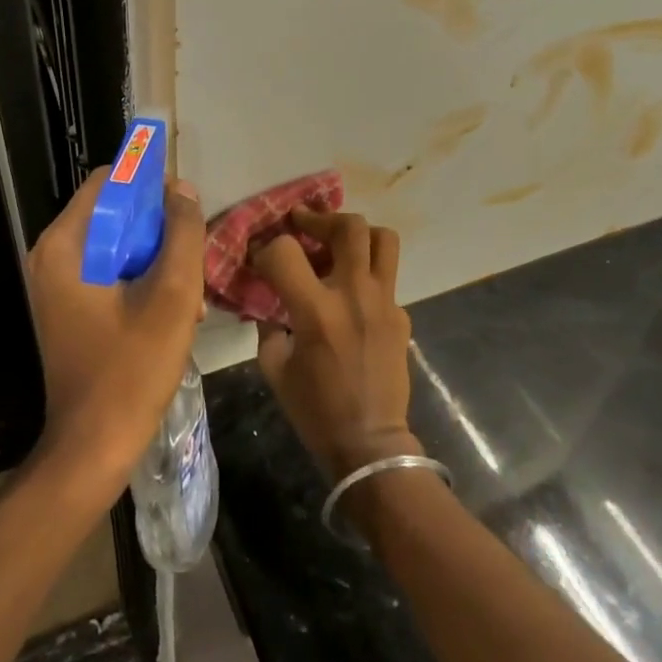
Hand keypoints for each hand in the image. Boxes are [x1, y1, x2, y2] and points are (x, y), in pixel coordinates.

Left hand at [25, 170, 206, 494]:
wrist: (92, 446)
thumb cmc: (132, 369)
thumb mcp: (172, 296)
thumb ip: (182, 234)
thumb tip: (181, 189)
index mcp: (65, 245)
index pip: (109, 182)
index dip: (150, 187)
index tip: (185, 211)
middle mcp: (52, 256)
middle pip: (113, 214)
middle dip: (157, 230)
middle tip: (191, 261)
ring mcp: (56, 284)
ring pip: (115, 245)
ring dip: (155, 259)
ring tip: (189, 295)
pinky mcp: (67, 307)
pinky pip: (108, 273)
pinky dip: (139, 280)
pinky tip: (171, 313)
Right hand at [253, 209, 421, 480]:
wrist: (370, 444)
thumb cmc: (315, 410)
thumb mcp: (274, 368)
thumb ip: (269, 326)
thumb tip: (269, 301)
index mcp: (317, 310)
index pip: (285, 251)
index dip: (265, 248)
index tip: (260, 258)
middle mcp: (355, 295)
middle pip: (348, 227)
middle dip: (320, 218)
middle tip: (303, 224)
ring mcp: (385, 303)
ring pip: (382, 239)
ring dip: (357, 234)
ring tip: (337, 244)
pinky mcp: (401, 316)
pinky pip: (387, 278)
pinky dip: (367, 275)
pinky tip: (352, 297)